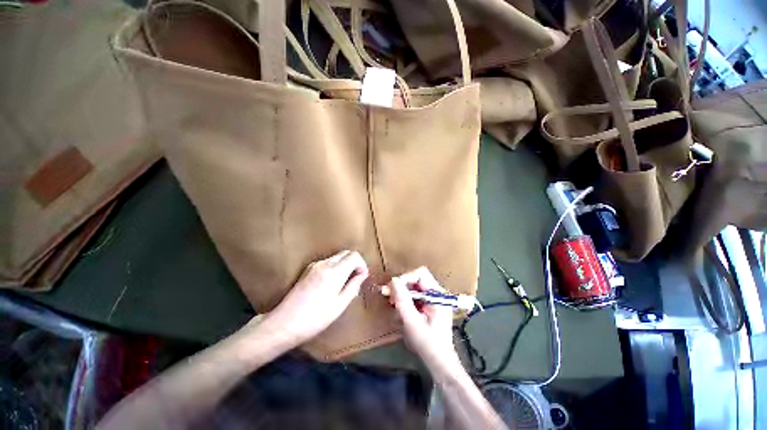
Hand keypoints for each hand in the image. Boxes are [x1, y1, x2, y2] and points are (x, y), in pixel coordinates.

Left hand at [259, 250, 368, 346]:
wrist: (284, 323)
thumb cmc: (315, 319)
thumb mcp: (339, 305)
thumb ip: (353, 286)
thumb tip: (362, 275)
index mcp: (334, 272)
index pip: (354, 255)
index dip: (362, 264)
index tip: (362, 277)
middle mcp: (324, 264)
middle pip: (346, 253)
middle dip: (354, 263)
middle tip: (356, 279)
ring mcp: (315, 265)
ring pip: (337, 257)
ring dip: (345, 265)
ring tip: (345, 283)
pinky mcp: (308, 269)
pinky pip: (328, 262)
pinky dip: (336, 268)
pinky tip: (332, 284)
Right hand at [388, 267, 457, 366]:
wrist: (440, 363)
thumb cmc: (428, 345)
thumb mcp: (412, 322)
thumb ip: (402, 300)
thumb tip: (393, 280)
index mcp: (438, 295)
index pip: (421, 274)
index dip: (405, 278)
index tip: (393, 289)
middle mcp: (437, 293)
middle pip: (417, 279)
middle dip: (402, 287)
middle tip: (390, 299)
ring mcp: (434, 299)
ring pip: (414, 287)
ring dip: (403, 295)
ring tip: (395, 307)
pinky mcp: (430, 305)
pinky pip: (415, 296)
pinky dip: (406, 301)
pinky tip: (402, 312)